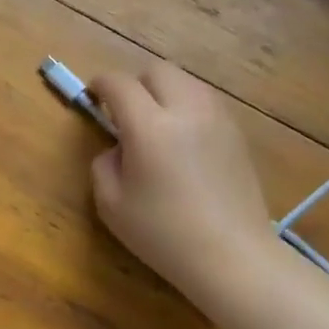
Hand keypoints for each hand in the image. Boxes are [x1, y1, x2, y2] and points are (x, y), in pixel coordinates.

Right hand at [88, 62, 278, 300]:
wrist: (232, 257)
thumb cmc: (163, 234)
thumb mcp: (111, 204)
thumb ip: (104, 164)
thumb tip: (118, 148)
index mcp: (150, 127)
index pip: (119, 84)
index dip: (100, 85)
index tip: (92, 96)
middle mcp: (186, 110)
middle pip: (157, 71)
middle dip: (134, 83)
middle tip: (123, 111)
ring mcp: (217, 119)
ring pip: (186, 81)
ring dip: (163, 91)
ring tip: (154, 122)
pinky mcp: (237, 133)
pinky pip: (205, 101)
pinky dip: (187, 106)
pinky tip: (182, 138)